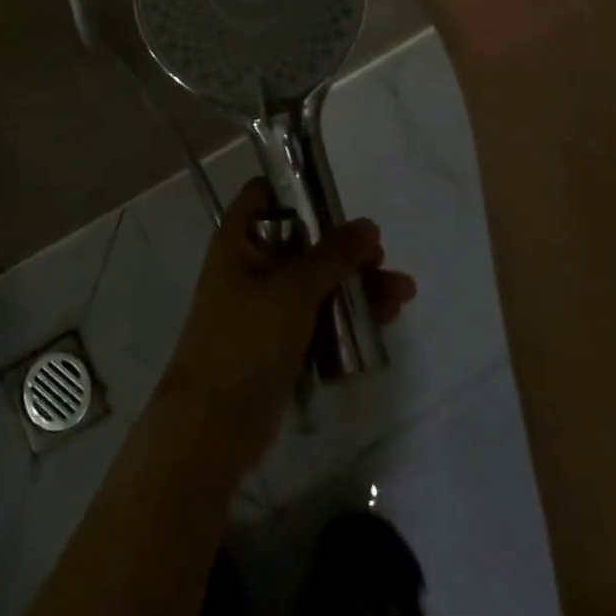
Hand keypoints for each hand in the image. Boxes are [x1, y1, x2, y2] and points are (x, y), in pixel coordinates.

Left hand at [158, 179, 415, 476]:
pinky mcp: (279, 342)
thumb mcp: (293, 289)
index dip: (297, 189)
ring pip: (315, 282)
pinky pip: (317, 317)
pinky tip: (383, 322)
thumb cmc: (247, 339)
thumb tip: (367, 225)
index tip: (339, 201)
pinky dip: (345, 317)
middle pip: (302, 241)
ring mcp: (264, 306)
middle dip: (345, 249)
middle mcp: (250, 265)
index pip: (265, 194)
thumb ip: (333, 255)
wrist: (213, 425)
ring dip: (355, 285)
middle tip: (382, 259)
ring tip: (402, 295)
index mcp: (239, 239)